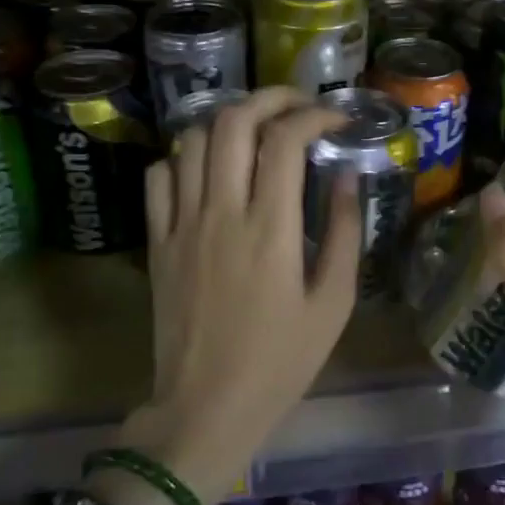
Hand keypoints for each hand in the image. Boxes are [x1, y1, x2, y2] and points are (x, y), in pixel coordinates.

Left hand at [123, 88, 360, 504]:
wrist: (207, 407)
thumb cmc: (281, 361)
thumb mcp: (334, 303)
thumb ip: (344, 232)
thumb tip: (348, 175)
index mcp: (270, 229)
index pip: (286, 140)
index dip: (315, 115)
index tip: (338, 120)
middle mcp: (221, 213)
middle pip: (233, 122)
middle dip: (270, 98)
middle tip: (298, 106)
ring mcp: (181, 224)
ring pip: (193, 140)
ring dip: (227, 120)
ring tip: (256, 129)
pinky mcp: (156, 242)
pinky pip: (159, 177)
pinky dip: (184, 156)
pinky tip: (208, 167)